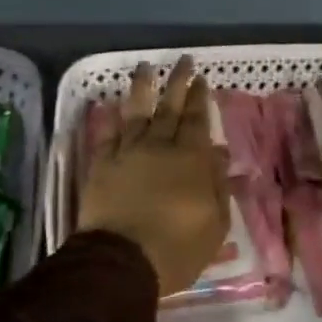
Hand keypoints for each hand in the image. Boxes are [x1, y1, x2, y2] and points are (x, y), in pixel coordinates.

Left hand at [77, 57, 230, 298]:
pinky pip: (107, 134)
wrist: (123, 261)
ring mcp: (127, 152)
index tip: (201, 78)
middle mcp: (159, 146)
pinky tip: (111, 104)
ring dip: (142, 87)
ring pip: (136, 111)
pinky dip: (110, 117)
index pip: (197, 119)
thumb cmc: (177, 248)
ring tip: (145, 67)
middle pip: (169, 107)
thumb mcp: (214, 223)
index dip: (199, 97)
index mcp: (190, 159)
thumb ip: (218, 185)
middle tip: (183, 61)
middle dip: (178, 82)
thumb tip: (219, 153)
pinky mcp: (102, 164)